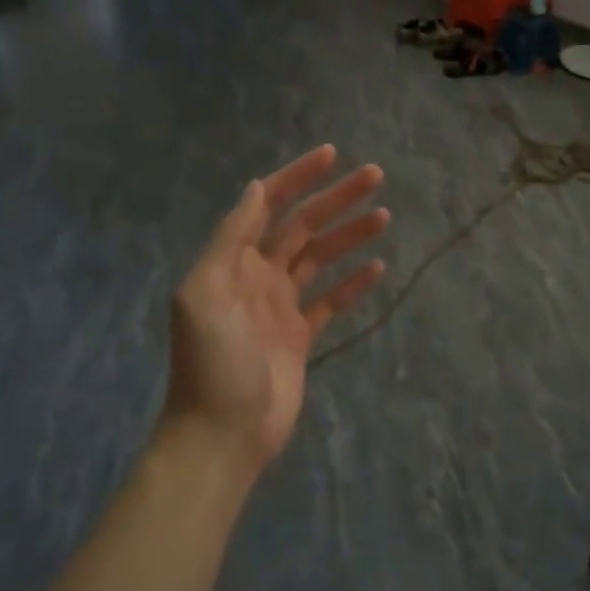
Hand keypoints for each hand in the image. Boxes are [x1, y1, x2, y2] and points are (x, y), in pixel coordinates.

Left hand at [167, 147, 388, 472]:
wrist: (223, 434)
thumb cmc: (213, 362)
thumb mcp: (205, 293)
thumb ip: (230, 238)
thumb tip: (256, 187)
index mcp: (234, 261)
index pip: (269, 205)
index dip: (298, 177)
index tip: (332, 156)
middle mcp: (258, 275)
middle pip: (303, 225)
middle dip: (336, 199)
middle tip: (375, 176)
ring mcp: (281, 306)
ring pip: (321, 258)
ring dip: (350, 235)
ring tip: (384, 216)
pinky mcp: (301, 335)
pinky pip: (331, 301)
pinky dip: (353, 283)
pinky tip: (378, 268)